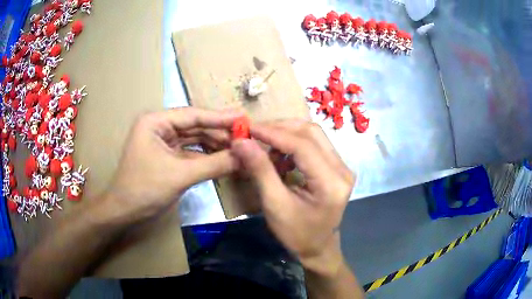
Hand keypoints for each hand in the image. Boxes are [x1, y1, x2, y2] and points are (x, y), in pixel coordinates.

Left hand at [106, 107, 240, 220]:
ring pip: (194, 140)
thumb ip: (213, 164)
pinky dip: (206, 157)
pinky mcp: (167, 157)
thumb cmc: (145, 189)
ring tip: (239, 150)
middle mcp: (159, 127)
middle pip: (195, 126)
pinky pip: (191, 153)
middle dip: (219, 134)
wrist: (124, 212)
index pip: (193, 115)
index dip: (220, 117)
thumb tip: (245, 157)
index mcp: (156, 121)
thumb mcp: (180, 175)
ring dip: (215, 146)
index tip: (244, 119)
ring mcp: (163, 142)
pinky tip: (224, 160)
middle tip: (245, 137)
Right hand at [230, 120, 353, 274]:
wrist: (318, 248)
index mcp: (331, 183)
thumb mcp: (275, 205)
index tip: (248, 128)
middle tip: (254, 132)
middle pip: (311, 133)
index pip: (302, 146)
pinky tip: (279, 154)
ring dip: (286, 134)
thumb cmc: (296, 234)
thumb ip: (260, 170)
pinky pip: (314, 145)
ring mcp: (342, 167)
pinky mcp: (337, 167)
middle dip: (280, 128)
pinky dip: (293, 143)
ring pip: (313, 135)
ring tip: (264, 143)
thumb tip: (241, 142)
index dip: (273, 133)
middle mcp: (342, 169)